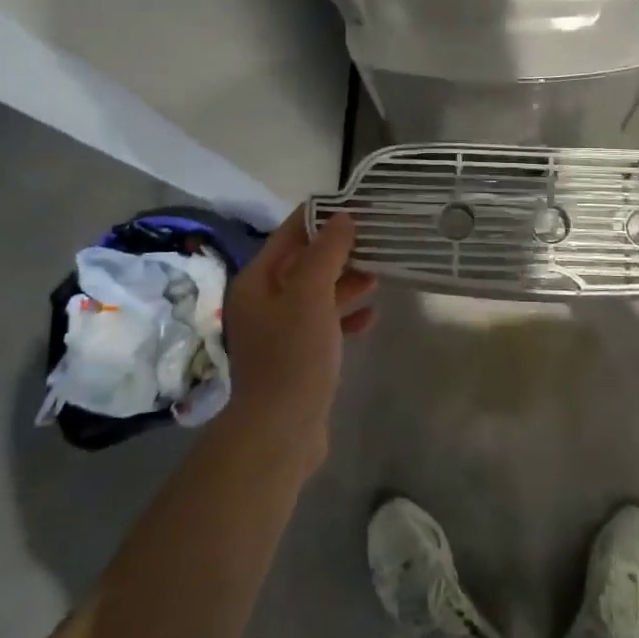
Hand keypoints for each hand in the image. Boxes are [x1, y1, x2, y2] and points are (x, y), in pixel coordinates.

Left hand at [222, 208, 375, 477]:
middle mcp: (264, 301)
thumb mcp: (311, 295)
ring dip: (346, 282)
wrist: (281, 431)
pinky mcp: (298, 357)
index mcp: (258, 281)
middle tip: (377, 239)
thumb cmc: (293, 355)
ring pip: (317, 294)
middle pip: (305, 263)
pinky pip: (325, 325)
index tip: (357, 205)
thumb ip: (326, 253)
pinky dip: (346, 316)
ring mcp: (280, 331)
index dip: (321, 217)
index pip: (290, 234)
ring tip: (380, 274)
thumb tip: (343, 217)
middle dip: (340, 250)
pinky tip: (371, 317)